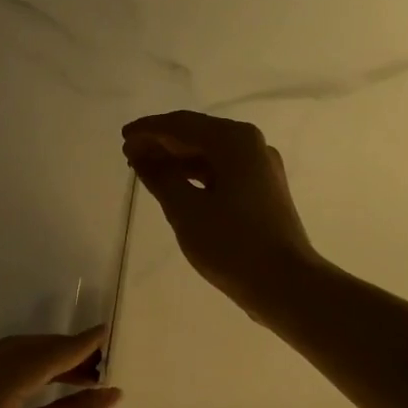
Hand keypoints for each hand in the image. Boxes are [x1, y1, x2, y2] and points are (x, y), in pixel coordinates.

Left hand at [0, 329, 121, 407]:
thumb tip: (110, 392)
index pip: (29, 362)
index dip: (70, 347)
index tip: (103, 334)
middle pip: (10, 358)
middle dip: (55, 352)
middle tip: (99, 354)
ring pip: (4, 376)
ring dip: (45, 371)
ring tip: (91, 373)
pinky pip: (0, 403)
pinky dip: (33, 398)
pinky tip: (72, 400)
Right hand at [122, 111, 321, 323]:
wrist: (284, 283)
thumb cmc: (231, 244)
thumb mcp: (185, 210)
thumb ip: (159, 176)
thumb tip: (140, 153)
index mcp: (234, 141)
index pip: (182, 125)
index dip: (149, 130)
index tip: (123, 139)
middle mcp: (251, 145)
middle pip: (198, 134)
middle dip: (162, 142)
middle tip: (129, 154)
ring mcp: (260, 168)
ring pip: (211, 154)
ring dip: (177, 159)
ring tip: (146, 170)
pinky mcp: (262, 191)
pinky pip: (222, 172)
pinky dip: (196, 175)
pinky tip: (176, 186)